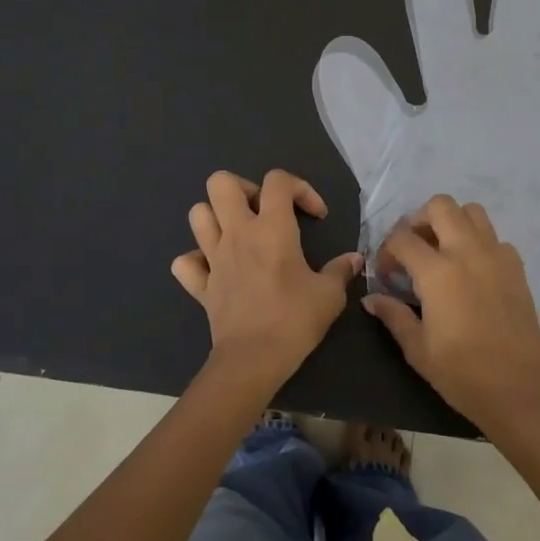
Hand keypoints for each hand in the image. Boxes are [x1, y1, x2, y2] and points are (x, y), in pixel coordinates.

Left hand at [171, 170, 361, 388]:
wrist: (253, 359)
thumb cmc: (294, 320)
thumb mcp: (330, 295)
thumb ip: (341, 270)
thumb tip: (354, 259)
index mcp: (271, 228)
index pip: (277, 180)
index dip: (300, 188)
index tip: (314, 217)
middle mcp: (237, 233)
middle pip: (221, 183)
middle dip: (244, 188)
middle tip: (264, 212)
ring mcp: (213, 257)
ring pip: (197, 214)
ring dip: (216, 217)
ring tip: (239, 235)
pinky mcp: (200, 284)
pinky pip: (185, 262)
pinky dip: (196, 260)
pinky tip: (215, 269)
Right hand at [362, 195, 539, 436]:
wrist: (517, 391)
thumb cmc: (460, 373)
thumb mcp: (416, 348)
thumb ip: (392, 315)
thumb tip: (370, 298)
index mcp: (438, 273)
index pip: (402, 238)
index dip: (387, 251)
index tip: (386, 273)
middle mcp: (468, 253)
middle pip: (440, 206)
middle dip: (419, 219)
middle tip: (412, 247)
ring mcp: (497, 257)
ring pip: (472, 212)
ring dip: (451, 222)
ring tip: (441, 251)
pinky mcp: (517, 268)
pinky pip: (495, 237)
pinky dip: (478, 242)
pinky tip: (471, 271)